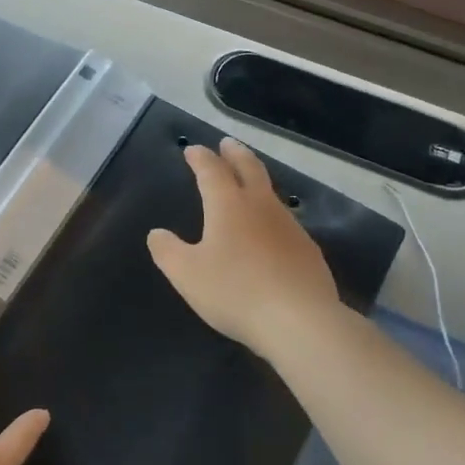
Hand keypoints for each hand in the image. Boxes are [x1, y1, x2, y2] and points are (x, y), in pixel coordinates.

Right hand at [146, 138, 341, 358]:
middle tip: (228, 143)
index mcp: (228, 205)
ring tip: (248, 184)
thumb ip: (167, 251)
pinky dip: (271, 215)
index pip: (212, 171)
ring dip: (257, 181)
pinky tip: (271, 231)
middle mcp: (261, 207)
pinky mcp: (308, 250)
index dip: (200, 158)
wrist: (299, 320)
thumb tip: (157, 234)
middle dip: (235, 154)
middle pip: (249, 169)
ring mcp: (289, 227)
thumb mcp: (186, 274)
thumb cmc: (234, 291)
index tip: (192, 149)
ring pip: (271, 194)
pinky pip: (285, 222)